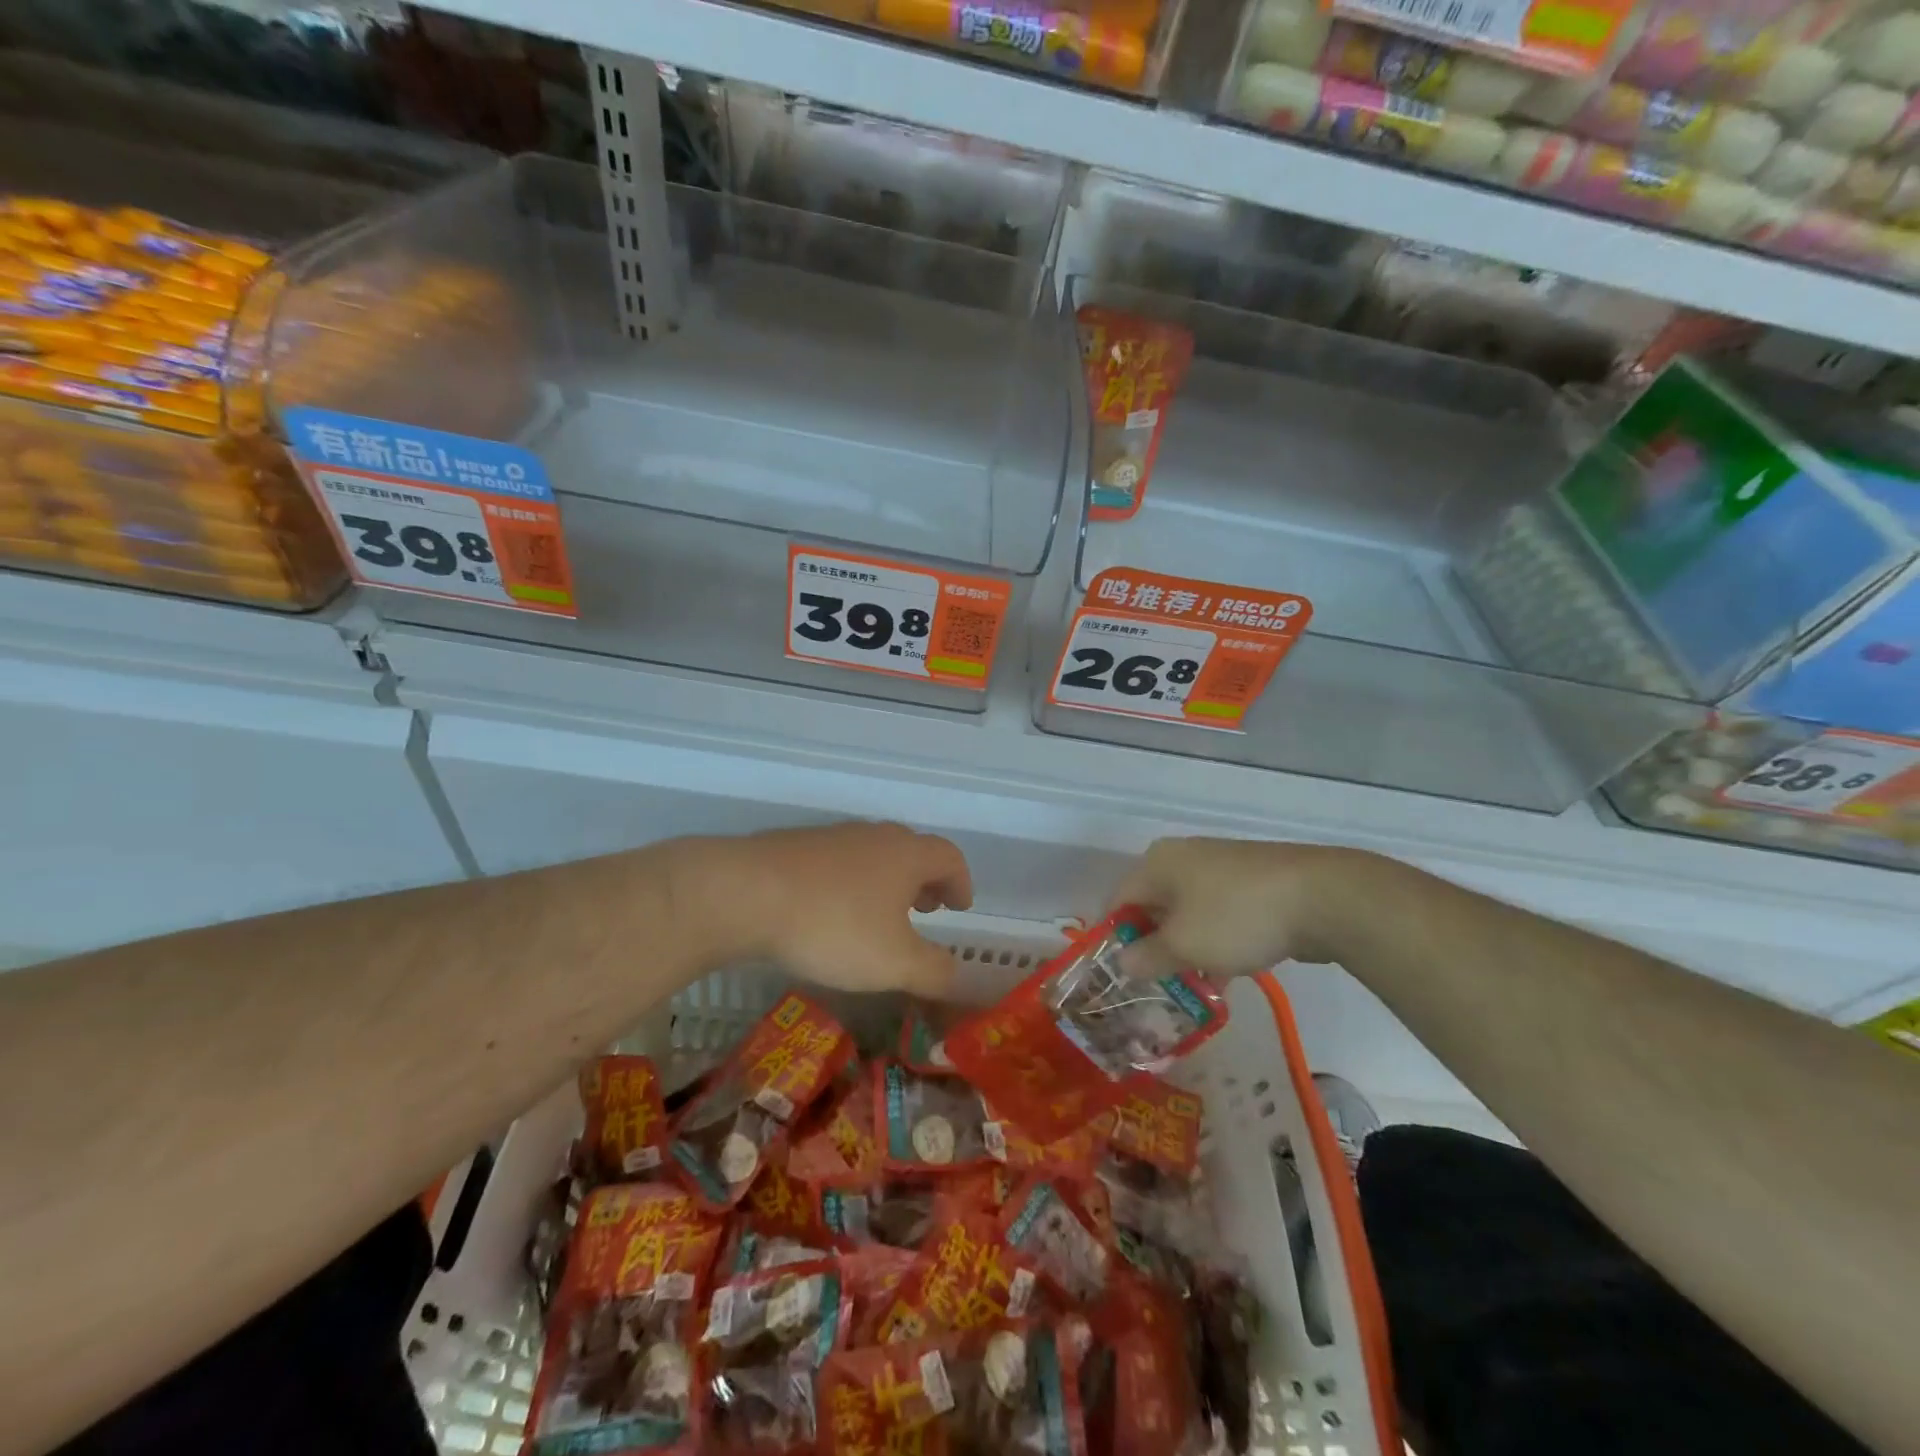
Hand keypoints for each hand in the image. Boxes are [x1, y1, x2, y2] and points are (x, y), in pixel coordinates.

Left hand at [675, 822, 973, 996]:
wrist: (743, 893)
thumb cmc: (833, 926)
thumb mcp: (893, 963)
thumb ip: (933, 971)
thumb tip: (955, 973)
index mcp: (906, 855)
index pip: (949, 857)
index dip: (961, 882)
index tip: (960, 907)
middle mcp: (873, 836)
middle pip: (911, 850)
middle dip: (924, 880)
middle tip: (925, 908)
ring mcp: (830, 837)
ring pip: (872, 855)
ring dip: (885, 882)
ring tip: (878, 915)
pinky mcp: (794, 847)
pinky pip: (836, 863)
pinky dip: (848, 884)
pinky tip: (830, 913)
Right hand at [1108, 837, 1373, 979]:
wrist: (1321, 897)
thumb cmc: (1235, 916)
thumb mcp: (1183, 945)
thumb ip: (1147, 956)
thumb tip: (1122, 962)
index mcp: (1157, 862)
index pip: (1119, 899)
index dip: (1114, 937)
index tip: (1117, 974)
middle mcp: (1184, 857)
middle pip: (1154, 905)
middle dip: (1152, 946)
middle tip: (1152, 984)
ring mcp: (1221, 867)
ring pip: (1189, 913)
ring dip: (1185, 948)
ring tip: (1189, 987)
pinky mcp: (1253, 882)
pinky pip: (1219, 914)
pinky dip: (1215, 942)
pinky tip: (1224, 974)